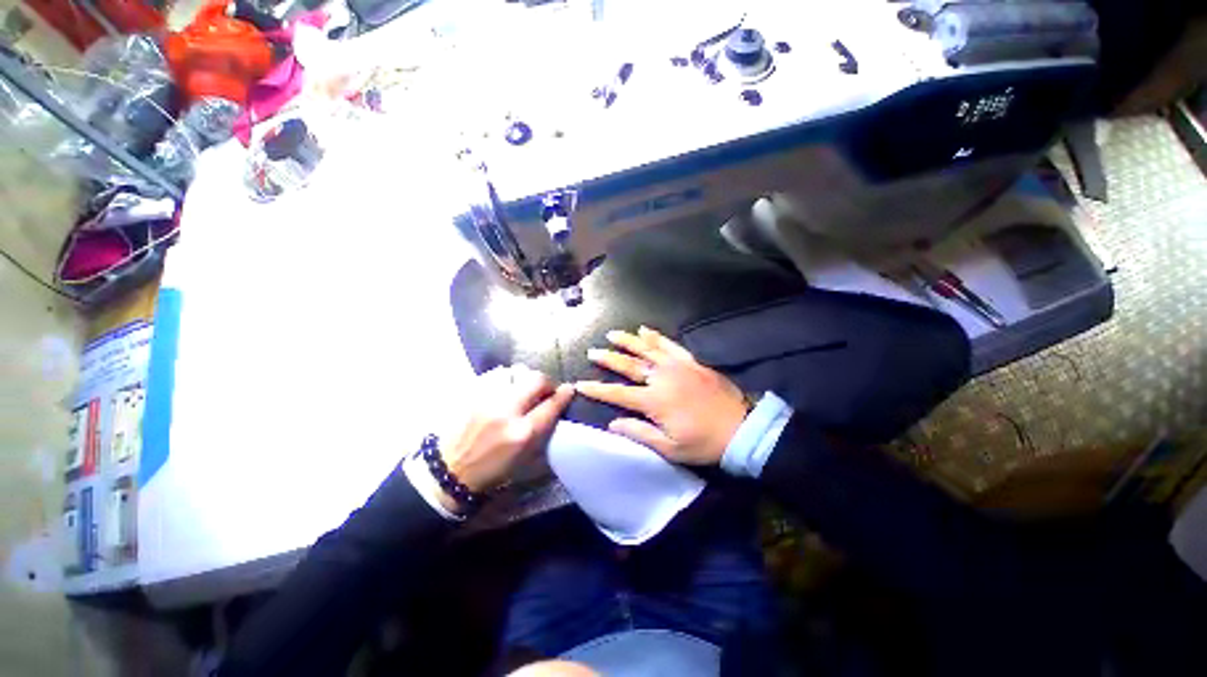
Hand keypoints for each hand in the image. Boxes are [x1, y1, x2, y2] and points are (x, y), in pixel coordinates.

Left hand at [442, 365, 572, 494]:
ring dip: (525, 378)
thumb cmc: (492, 471)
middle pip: (537, 380)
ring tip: (523, 387)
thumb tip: (558, 409)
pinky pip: (496, 373)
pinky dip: (506, 377)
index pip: (552, 404)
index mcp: (523, 434)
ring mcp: (487, 399)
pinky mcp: (472, 393)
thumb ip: (545, 434)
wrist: (450, 471)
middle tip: (546, 390)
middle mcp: (507, 411)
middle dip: (547, 382)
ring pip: (516, 371)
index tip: (569, 389)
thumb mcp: (526, 462)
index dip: (565, 394)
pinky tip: (505, 387)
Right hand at [576, 327, 747, 465]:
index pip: (618, 393)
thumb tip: (613, 424)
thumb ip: (639, 433)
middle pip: (629, 365)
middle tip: (593, 352)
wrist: (741, 429)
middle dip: (609, 358)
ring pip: (647, 349)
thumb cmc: (703, 443)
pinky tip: (645, 330)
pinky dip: (656, 336)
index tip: (580, 384)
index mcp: (654, 401)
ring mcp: (677, 366)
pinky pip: (670, 344)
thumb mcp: (670, 448)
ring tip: (612, 334)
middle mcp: (662, 378)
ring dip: (628, 341)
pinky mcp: (691, 361)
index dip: (597, 389)